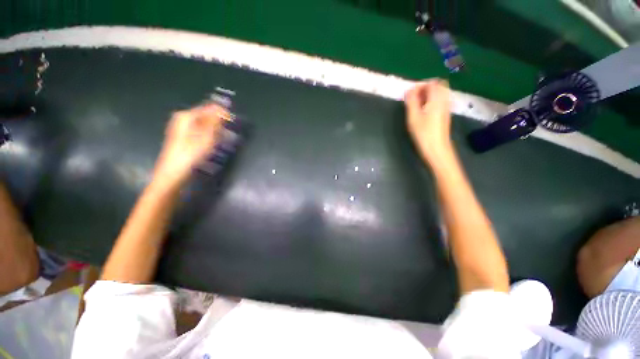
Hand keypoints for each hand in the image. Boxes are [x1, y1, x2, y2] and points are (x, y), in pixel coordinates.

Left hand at [153, 104, 227, 186]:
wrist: (174, 174)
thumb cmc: (191, 156)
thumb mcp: (206, 138)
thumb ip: (215, 122)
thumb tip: (222, 110)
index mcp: (186, 116)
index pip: (209, 107)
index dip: (223, 113)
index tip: (233, 122)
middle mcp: (183, 120)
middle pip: (207, 116)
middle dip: (219, 123)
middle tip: (229, 133)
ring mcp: (183, 129)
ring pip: (205, 125)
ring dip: (216, 131)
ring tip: (223, 140)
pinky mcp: (185, 138)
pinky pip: (201, 132)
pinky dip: (210, 136)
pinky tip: (213, 144)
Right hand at [404, 79, 452, 162]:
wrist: (437, 149)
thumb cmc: (423, 133)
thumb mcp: (413, 117)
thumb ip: (411, 101)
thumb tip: (409, 90)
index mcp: (437, 99)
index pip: (432, 82)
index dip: (420, 85)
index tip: (410, 94)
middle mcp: (444, 100)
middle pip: (438, 86)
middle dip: (425, 88)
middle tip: (414, 98)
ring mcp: (446, 108)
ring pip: (439, 94)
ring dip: (428, 95)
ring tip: (417, 105)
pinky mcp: (445, 115)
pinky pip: (440, 101)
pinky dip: (431, 101)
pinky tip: (423, 112)